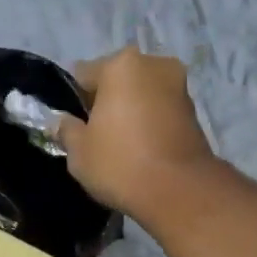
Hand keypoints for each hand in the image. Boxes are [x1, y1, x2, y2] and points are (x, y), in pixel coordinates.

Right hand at [55, 47, 217, 216]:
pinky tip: (142, 149)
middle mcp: (153, 65)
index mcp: (121, 65)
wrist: (179, 191)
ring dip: (131, 111)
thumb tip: (62, 122)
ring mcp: (179, 86)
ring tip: (121, 144)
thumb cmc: (121, 164)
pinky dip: (150, 122)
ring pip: (142, 94)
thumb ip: (66, 129)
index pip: (83, 74)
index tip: (72, 124)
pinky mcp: (194, 111)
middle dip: (106, 101)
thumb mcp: (79, 152)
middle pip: (117, 79)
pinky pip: (160, 110)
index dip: (73, 100)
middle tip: (97, 135)